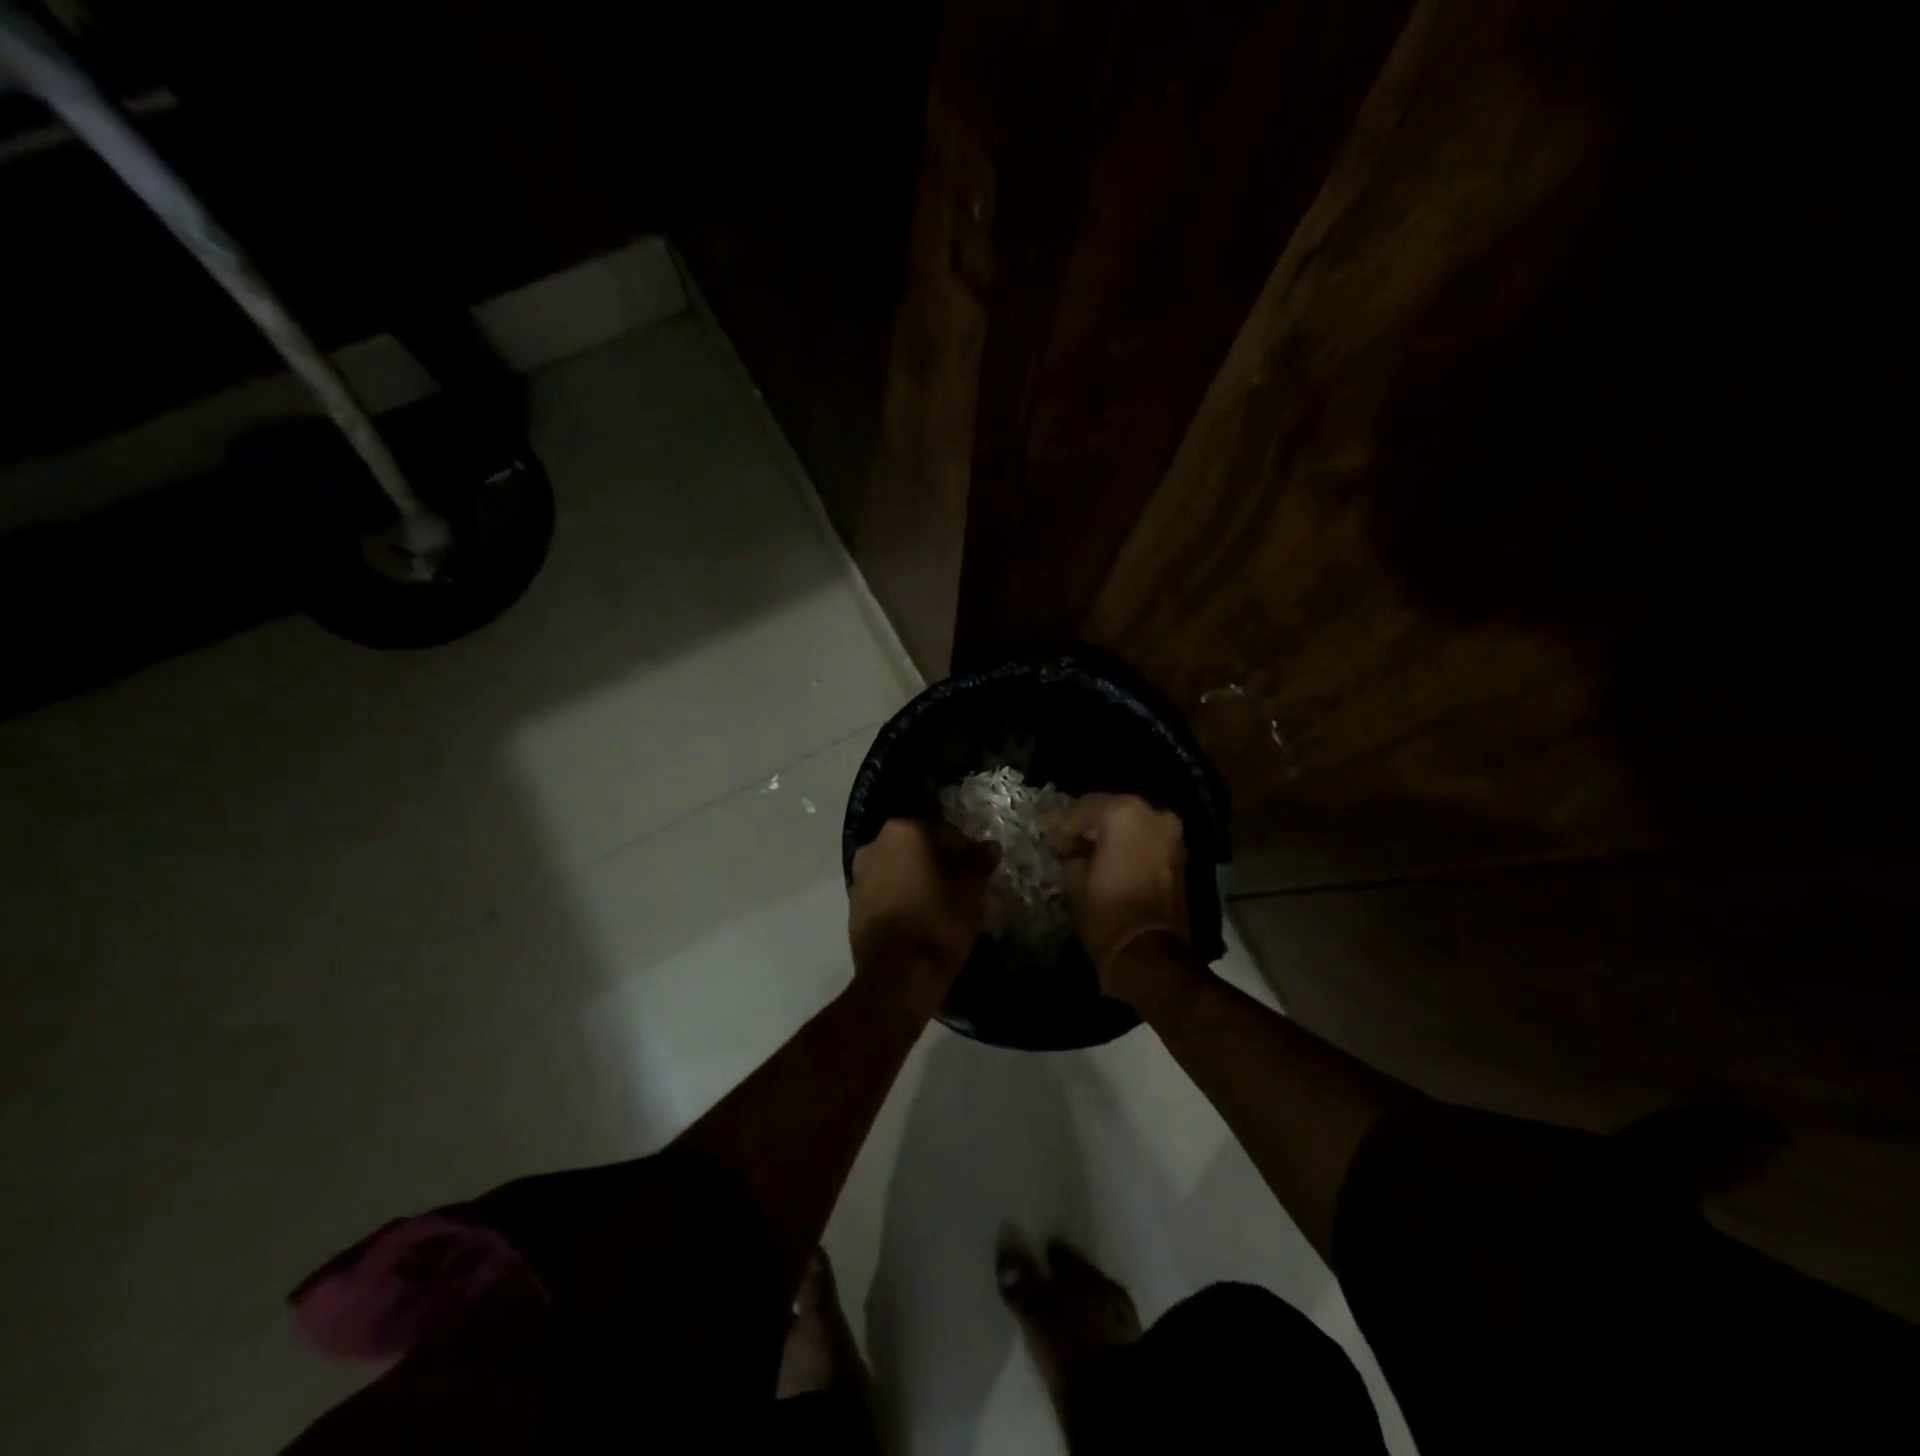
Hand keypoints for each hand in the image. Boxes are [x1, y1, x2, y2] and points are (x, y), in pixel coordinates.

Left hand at [848, 819, 999, 979]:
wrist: (897, 976)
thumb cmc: (938, 923)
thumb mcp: (969, 892)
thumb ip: (978, 864)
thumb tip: (989, 847)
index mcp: (904, 832)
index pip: (944, 832)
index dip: (965, 850)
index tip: (979, 869)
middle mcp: (875, 845)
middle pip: (918, 848)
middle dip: (939, 863)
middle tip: (963, 886)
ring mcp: (859, 875)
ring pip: (899, 869)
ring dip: (919, 879)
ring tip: (943, 903)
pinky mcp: (854, 905)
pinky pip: (886, 891)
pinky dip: (903, 897)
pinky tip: (921, 917)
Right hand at [1049, 793, 1189, 1001]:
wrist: (1150, 953)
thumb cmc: (1106, 911)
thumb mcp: (1074, 878)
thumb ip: (1071, 852)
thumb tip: (1071, 846)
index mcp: (1124, 812)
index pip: (1084, 807)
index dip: (1063, 824)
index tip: (1050, 840)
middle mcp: (1153, 814)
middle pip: (1111, 810)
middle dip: (1089, 826)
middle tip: (1068, 844)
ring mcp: (1171, 834)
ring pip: (1132, 825)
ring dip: (1111, 835)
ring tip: (1089, 854)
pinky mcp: (1180, 856)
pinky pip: (1147, 841)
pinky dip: (1129, 846)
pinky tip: (1111, 862)